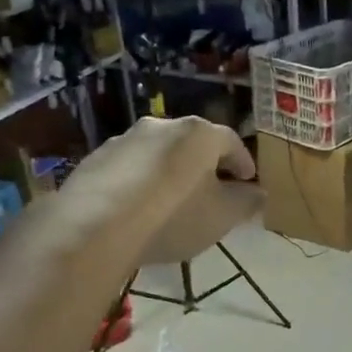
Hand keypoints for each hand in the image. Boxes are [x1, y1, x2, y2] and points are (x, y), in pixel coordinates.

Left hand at [59, 114, 258, 260]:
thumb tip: (257, 192)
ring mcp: (124, 139)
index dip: (244, 164)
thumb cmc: (173, 217)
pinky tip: (138, 210)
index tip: (248, 184)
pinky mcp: (96, 159)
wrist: (93, 227)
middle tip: (212, 194)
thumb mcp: (222, 216)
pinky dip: (140, 184)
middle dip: (206, 168)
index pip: (231, 142)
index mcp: (198, 133)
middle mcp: (161, 125)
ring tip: (172, 204)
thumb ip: (246, 202)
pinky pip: (129, 169)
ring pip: (159, 155)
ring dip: (170, 174)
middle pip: (193, 145)